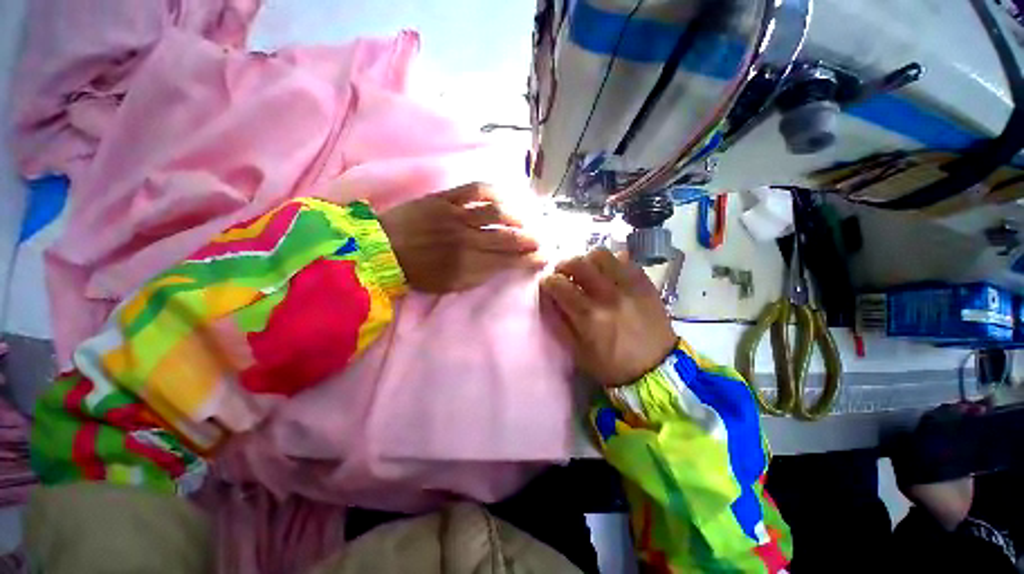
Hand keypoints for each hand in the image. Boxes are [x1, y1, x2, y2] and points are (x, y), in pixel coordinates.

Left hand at [379, 183, 542, 292]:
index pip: (508, 261)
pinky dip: (494, 192)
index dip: (529, 259)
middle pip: (507, 237)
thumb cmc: (417, 272)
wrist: (383, 249)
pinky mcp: (445, 199)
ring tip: (526, 219)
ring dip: (516, 216)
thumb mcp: (450, 285)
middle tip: (542, 239)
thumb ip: (479, 275)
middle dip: (530, 239)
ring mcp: (456, 216)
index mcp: (468, 265)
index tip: (543, 257)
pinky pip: (475, 190)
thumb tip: (502, 266)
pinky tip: (505, 195)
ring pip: (496, 212)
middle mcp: (467, 240)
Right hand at [540, 248, 677, 387]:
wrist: (656, 370)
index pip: (559, 284)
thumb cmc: (612, 365)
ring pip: (601, 254)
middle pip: (578, 263)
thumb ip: (562, 322)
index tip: (547, 284)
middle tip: (562, 273)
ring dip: (587, 260)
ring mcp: (629, 286)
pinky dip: (611, 262)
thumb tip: (551, 298)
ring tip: (586, 271)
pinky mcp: (645, 283)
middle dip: (563, 265)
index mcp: (589, 316)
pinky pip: (624, 259)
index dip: (547, 281)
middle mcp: (608, 295)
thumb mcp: (578, 351)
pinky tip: (608, 273)